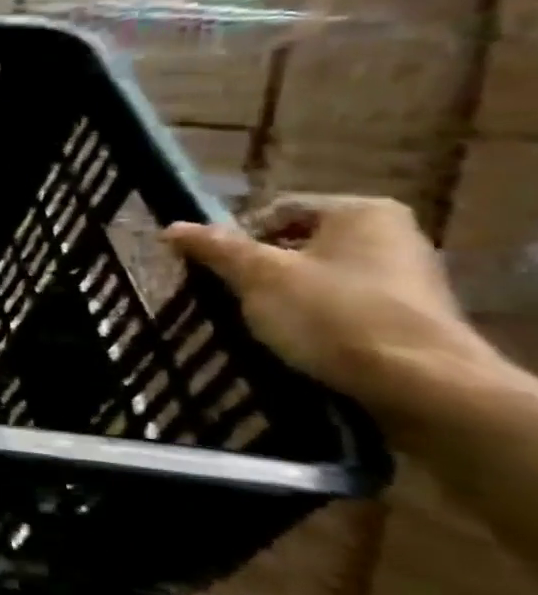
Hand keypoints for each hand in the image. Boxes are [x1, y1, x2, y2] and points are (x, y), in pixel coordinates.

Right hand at [164, 195, 500, 435]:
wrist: (422, 384)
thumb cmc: (333, 314)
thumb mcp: (258, 276)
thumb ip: (215, 248)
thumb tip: (172, 227)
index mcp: (361, 212)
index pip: (275, 210)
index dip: (235, 236)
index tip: (213, 268)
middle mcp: (392, 234)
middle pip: (297, 243)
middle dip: (259, 268)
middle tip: (229, 294)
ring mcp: (406, 276)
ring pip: (318, 275)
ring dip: (282, 294)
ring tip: (258, 321)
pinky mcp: (409, 315)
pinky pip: (342, 303)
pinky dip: (314, 316)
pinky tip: (297, 339)